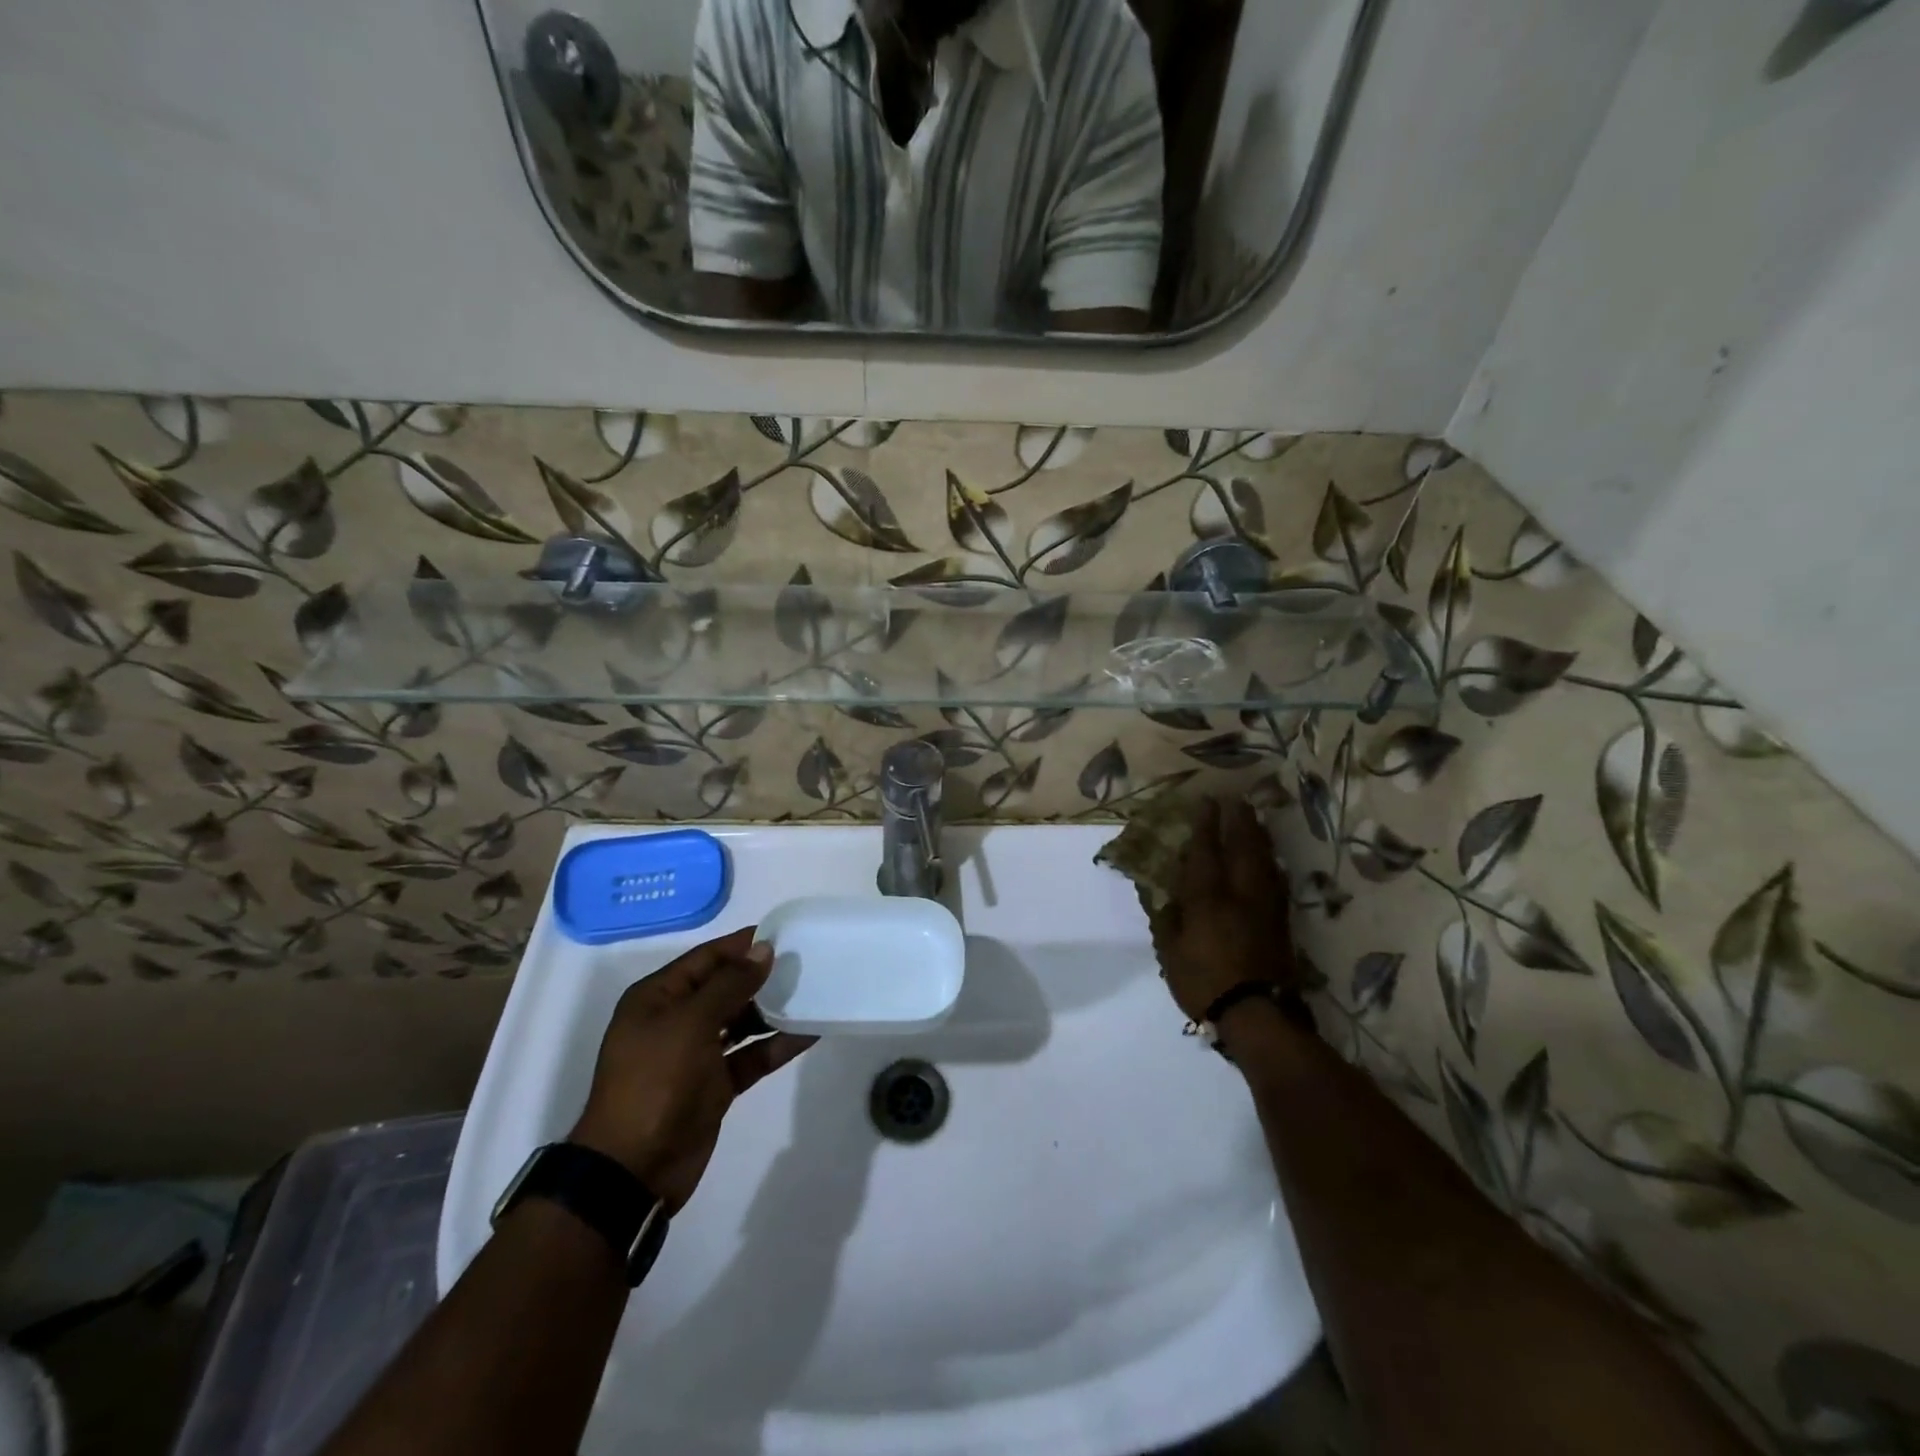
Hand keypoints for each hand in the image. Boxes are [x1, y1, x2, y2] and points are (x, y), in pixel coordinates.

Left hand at [569, 928, 813, 1211]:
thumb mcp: (690, 1023)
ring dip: (773, 1010)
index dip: (742, 945)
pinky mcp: (715, 1085)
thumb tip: (763, 950)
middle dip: (762, 976)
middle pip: (725, 987)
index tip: (784, 934)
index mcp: (658, 998)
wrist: (633, 1169)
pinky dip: (777, 1044)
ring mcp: (696, 1055)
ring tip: (813, 992)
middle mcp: (676, 1020)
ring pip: (741, 1021)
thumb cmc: (655, 1081)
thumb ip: (730, 984)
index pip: (706, 958)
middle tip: (806, 962)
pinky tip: (810, 1032)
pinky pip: (751, 1055)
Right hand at [1150, 798, 1298, 1021]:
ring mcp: (1265, 907)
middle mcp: (1240, 894)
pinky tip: (1270, 859)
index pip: (1206, 851)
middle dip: (1239, 821)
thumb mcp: (1170, 954)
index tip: (1206, 801)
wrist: (1257, 1015)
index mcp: (1207, 898)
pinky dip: (1270, 863)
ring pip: (1264, 860)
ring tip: (1254, 820)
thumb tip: (1166, 899)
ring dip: (1259, 836)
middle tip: (1235, 799)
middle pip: (1243, 847)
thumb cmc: (1205, 983)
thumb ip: (1167, 921)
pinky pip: (1276, 881)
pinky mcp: (1281, 923)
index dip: (1206, 824)